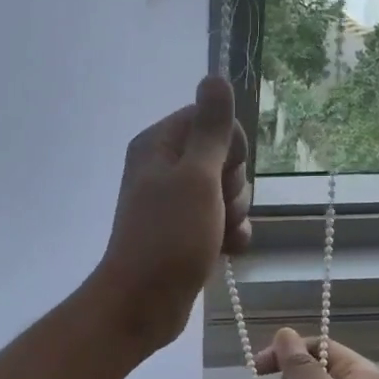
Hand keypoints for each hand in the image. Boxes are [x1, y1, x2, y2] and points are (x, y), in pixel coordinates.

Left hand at [91, 76, 250, 352]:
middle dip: (233, 184)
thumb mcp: (196, 176)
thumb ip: (210, 128)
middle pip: (224, 156)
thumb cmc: (169, 236)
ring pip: (227, 190)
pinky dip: (229, 233)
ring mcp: (175, 201)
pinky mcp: (186, 229)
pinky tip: (227, 250)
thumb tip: (215, 75)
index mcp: (159, 144)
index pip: (212, 119)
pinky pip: (222, 218)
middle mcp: (164, 166)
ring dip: (234, 212)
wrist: (144, 303)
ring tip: (217, 235)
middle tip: (216, 207)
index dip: (229, 146)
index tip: (222, 172)